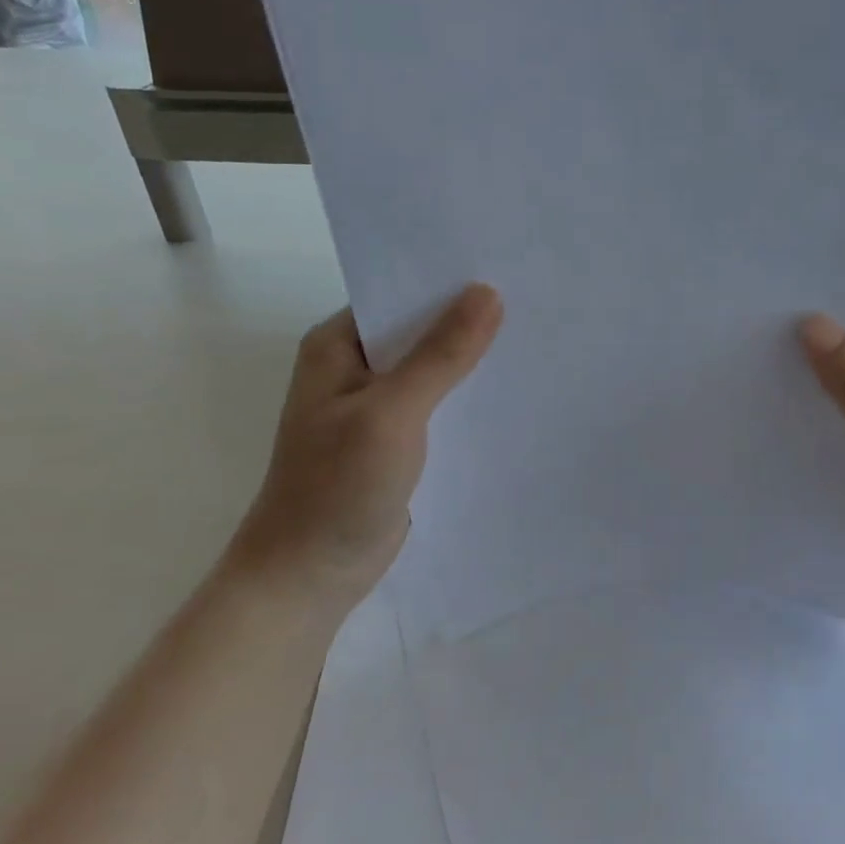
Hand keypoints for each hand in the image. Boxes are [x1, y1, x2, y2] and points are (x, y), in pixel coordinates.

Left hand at [224, 285, 503, 605]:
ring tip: (535, 338)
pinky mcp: (397, 440)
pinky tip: (512, 392)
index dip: (450, 282)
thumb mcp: (391, 413)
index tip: (508, 267)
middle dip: (470, 320)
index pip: (400, 295)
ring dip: (473, 361)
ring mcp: (376, 406)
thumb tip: (488, 293)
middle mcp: (356, 367)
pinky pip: (440, 405)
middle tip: (535, 301)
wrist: (308, 576)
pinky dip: (468, 398)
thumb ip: (441, 355)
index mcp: (339, 345)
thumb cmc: (336, 488)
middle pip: (421, 330)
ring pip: (434, 369)